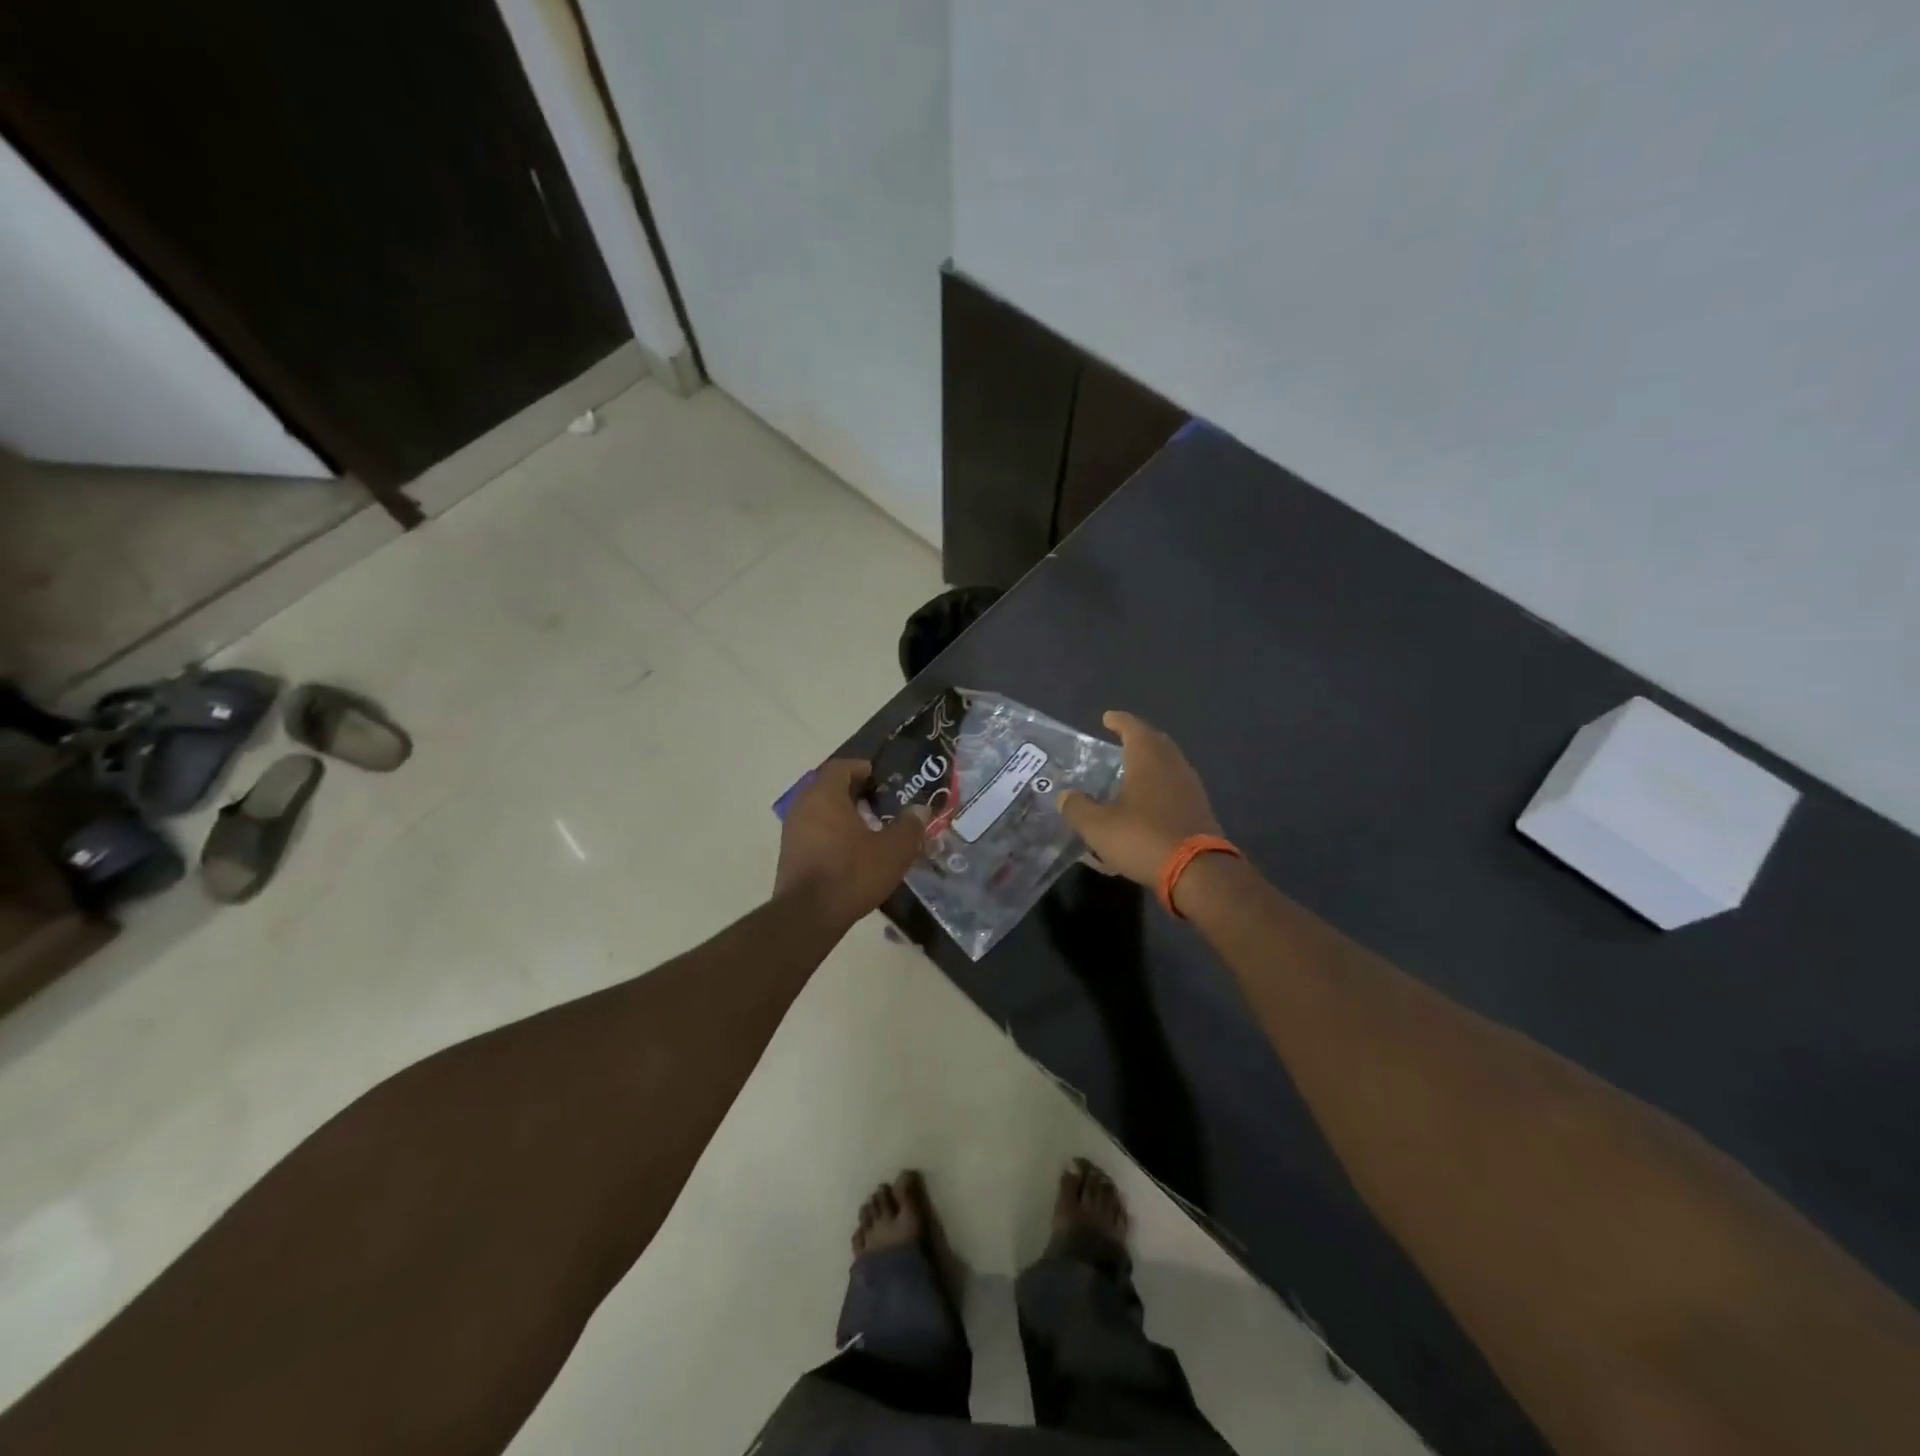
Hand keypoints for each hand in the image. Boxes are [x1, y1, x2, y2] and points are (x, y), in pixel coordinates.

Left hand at [774, 759, 928, 925]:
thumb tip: (920, 809)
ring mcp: (792, 830)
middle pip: (828, 787)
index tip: (879, 777)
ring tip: (868, 827)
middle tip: (879, 802)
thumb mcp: (892, 851)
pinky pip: (812, 830)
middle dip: (853, 791)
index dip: (861, 768)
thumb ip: (909, 826)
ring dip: (841, 813)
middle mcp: (803, 805)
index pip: (840, 766)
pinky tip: (850, 850)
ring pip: (819, 809)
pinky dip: (830, 831)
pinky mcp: (789, 853)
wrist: (807, 916)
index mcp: (825, 795)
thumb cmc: (851, 873)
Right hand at [1059, 712, 1222, 884]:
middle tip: (1120, 740)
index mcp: (1148, 759)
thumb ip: (1077, 808)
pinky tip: (1146, 804)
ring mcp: (1190, 788)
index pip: (1133, 728)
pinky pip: (1175, 788)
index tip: (1107, 717)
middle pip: (1156, 743)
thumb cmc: (1143, 838)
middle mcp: (1173, 766)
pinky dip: (1159, 787)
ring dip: (1150, 764)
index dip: (1119, 721)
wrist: (1198, 872)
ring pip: (1168, 766)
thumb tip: (1066, 796)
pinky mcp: (1199, 811)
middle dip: (1138, 738)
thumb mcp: (1098, 826)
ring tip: (1130, 772)